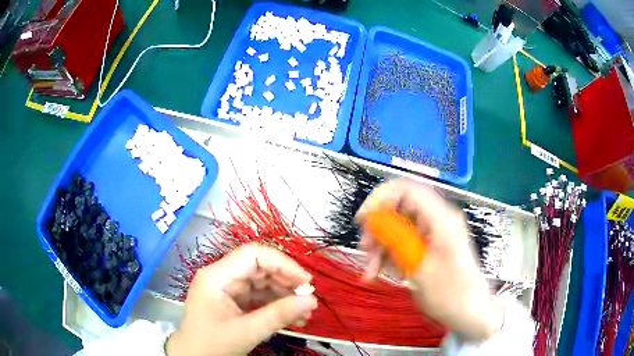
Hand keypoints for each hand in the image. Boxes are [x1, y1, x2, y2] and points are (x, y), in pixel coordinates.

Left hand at [166, 244, 317, 355]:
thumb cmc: (212, 345)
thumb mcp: (246, 332)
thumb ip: (279, 315)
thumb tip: (312, 300)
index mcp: (217, 276)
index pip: (253, 254)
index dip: (282, 263)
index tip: (305, 281)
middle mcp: (222, 276)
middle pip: (260, 268)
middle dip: (287, 283)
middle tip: (309, 300)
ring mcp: (228, 289)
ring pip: (263, 283)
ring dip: (285, 297)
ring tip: (305, 313)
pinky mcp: (233, 301)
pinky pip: (259, 297)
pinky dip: (277, 306)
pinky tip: (294, 318)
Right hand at [356, 179, 501, 341]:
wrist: (471, 312)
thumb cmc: (450, 294)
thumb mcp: (419, 268)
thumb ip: (396, 239)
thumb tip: (373, 217)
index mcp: (440, 218)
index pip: (406, 189)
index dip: (379, 198)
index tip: (363, 221)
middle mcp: (438, 219)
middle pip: (400, 208)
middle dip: (378, 229)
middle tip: (366, 251)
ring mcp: (436, 232)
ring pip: (400, 227)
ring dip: (382, 246)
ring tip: (371, 272)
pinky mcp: (433, 245)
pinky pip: (406, 242)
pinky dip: (391, 255)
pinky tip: (382, 273)